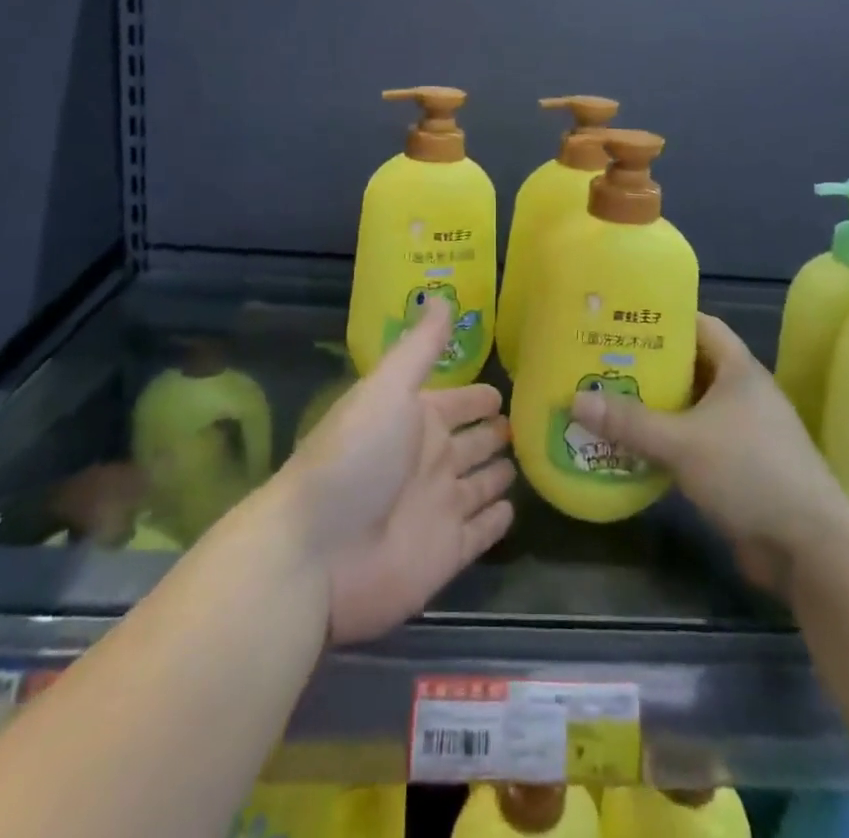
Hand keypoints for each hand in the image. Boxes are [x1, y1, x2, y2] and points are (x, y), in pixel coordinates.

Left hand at [283, 298, 515, 643]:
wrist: (316, 553)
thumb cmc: (355, 457)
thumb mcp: (388, 388)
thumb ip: (420, 346)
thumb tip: (441, 294)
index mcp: (415, 420)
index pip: (457, 403)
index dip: (478, 396)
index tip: (507, 385)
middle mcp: (430, 461)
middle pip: (472, 443)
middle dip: (496, 432)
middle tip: (531, 421)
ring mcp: (440, 508)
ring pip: (481, 484)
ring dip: (500, 473)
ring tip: (532, 459)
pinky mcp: (449, 553)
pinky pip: (482, 532)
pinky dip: (498, 520)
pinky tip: (514, 508)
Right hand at [569, 313, 848, 598]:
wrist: (809, 547)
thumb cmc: (749, 472)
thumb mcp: (682, 442)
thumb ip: (629, 422)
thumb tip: (575, 400)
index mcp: (739, 370)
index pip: (701, 325)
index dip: (666, 318)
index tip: (624, 320)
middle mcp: (743, 394)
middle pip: (691, 366)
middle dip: (650, 365)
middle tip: (603, 362)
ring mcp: (744, 432)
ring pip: (691, 407)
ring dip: (656, 407)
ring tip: (608, 401)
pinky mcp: (739, 468)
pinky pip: (695, 442)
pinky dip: (667, 441)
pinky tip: (633, 448)